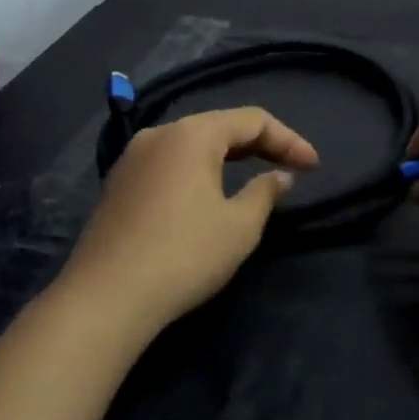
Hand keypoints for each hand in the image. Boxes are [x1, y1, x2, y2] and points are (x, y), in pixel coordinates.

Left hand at [60, 107, 318, 331]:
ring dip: (228, 157)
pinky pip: (169, 164)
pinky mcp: (118, 185)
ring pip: (192, 145)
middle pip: (220, 126)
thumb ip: (264, 192)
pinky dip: (199, 171)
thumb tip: (279, 175)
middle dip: (259, 144)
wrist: (105, 299)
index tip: (313, 167)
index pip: (252, 120)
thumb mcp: (239, 226)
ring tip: (254, 176)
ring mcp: (132, 159)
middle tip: (290, 168)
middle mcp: (159, 134)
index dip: (288, 140)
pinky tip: (209, 194)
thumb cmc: (184, 255)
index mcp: (192, 134)